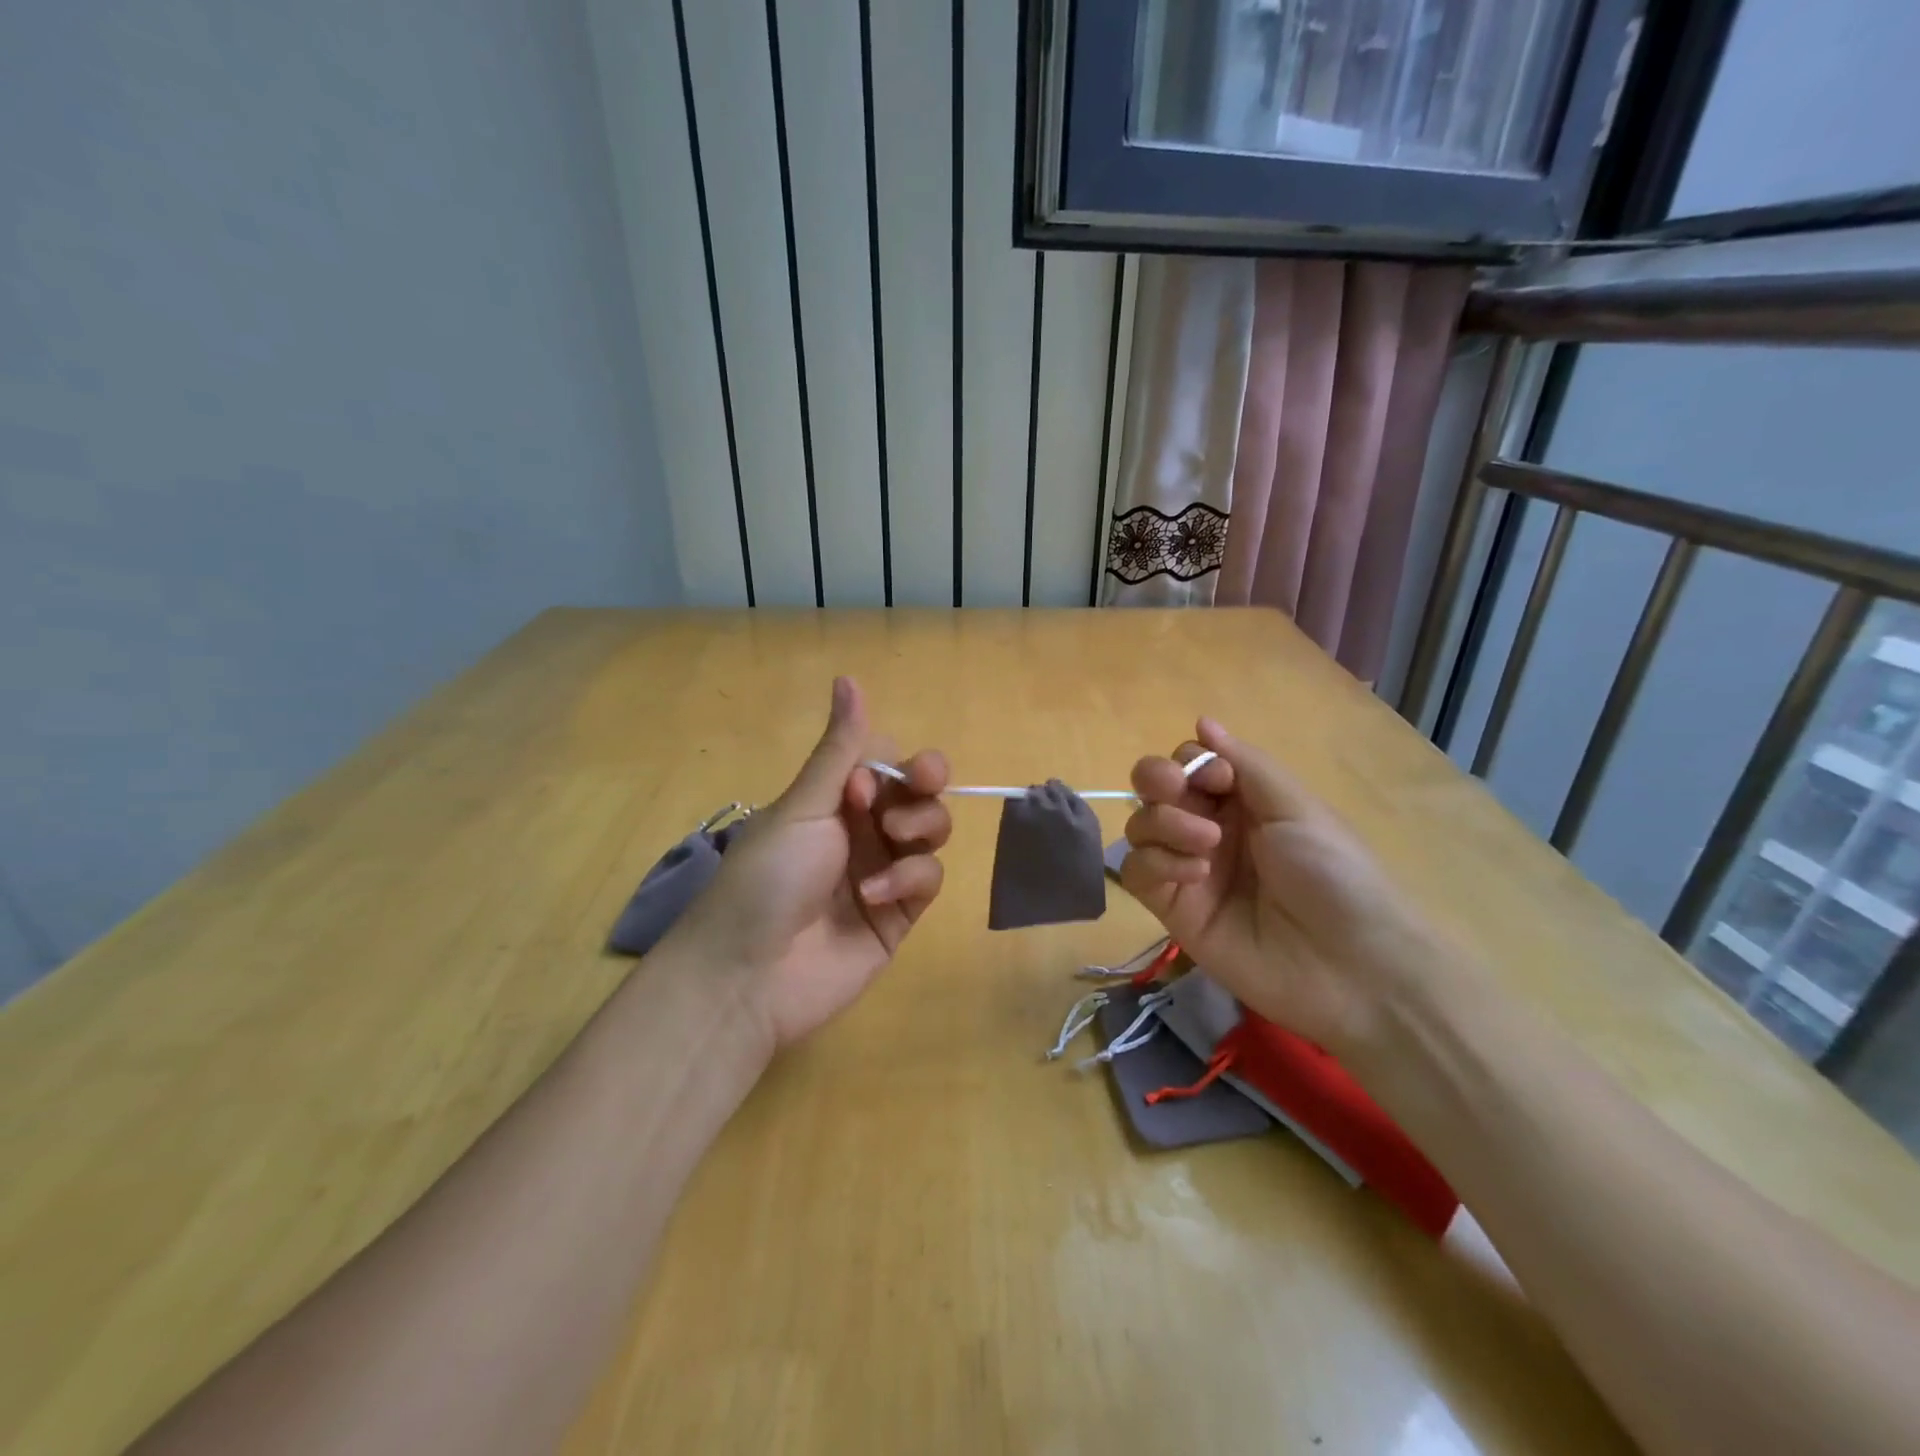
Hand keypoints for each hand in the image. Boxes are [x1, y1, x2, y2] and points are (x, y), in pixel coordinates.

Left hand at [664, 677, 950, 1050]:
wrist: (749, 975)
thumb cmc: (768, 877)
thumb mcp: (804, 806)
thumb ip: (840, 748)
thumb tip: (848, 676)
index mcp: (832, 800)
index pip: (886, 762)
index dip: (895, 765)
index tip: (873, 781)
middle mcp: (862, 830)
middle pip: (919, 793)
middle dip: (923, 789)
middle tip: (907, 798)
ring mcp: (883, 871)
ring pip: (932, 832)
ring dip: (921, 828)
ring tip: (894, 840)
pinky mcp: (900, 914)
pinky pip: (928, 879)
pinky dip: (909, 879)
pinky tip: (877, 894)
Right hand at [1121, 717, 1438, 1054]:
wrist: (1350, 966)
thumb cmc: (1335, 873)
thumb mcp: (1296, 806)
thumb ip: (1244, 762)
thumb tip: (1202, 720)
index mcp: (1243, 801)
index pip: (1191, 763)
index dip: (1192, 761)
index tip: (1217, 777)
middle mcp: (1209, 828)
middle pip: (1154, 788)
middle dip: (1156, 778)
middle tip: (1177, 790)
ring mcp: (1188, 868)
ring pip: (1140, 826)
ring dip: (1164, 823)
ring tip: (1207, 846)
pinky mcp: (1172, 909)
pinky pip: (1137, 871)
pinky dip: (1157, 863)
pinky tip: (1195, 875)